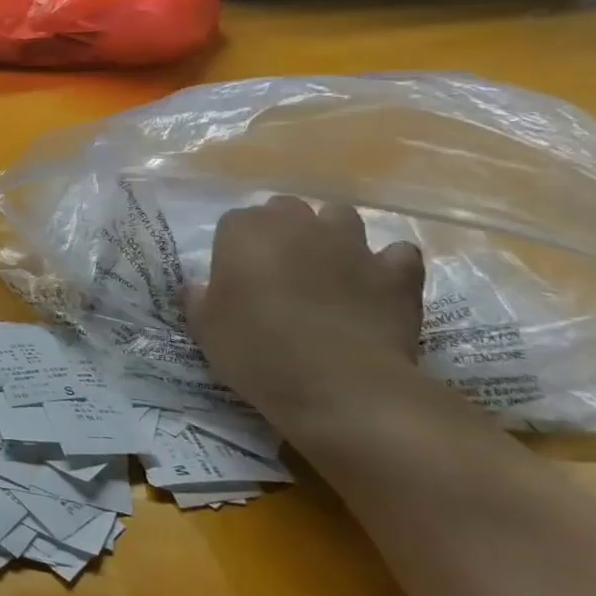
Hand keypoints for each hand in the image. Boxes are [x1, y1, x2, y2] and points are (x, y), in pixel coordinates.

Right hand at [182, 198, 431, 436]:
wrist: (340, 385)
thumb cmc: (257, 351)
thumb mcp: (206, 329)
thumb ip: (198, 299)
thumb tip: (197, 288)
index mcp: (244, 231)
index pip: (234, 222)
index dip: (235, 248)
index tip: (235, 277)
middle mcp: (296, 224)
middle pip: (286, 209)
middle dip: (283, 230)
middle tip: (278, 268)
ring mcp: (351, 244)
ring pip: (341, 217)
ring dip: (333, 234)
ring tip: (327, 267)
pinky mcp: (396, 273)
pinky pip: (397, 255)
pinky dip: (389, 264)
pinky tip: (378, 284)